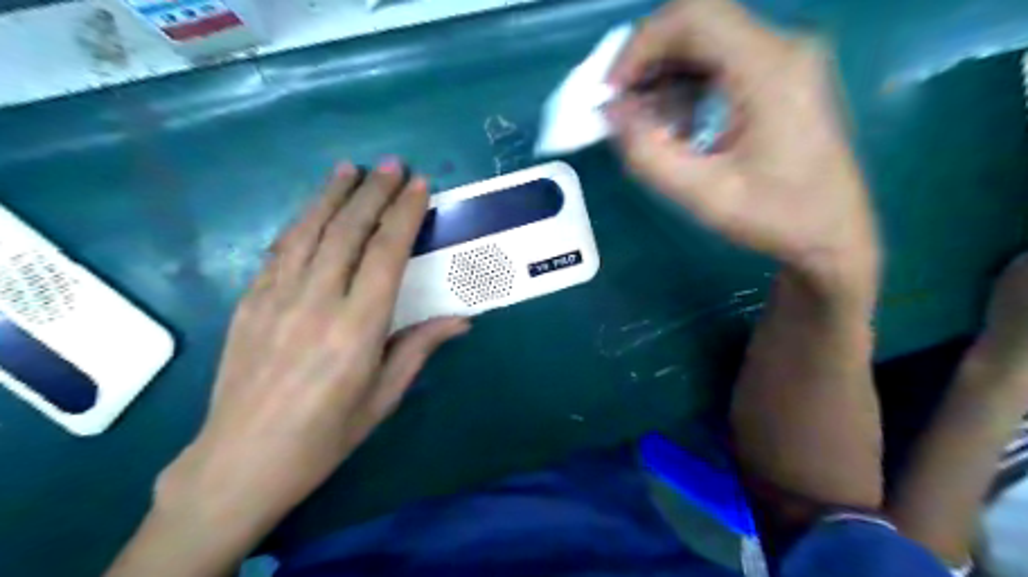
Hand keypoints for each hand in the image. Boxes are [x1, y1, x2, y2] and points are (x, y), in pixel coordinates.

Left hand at [158, 158, 467, 550]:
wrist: (241, 461)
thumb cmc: (326, 436)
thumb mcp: (383, 397)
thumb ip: (419, 348)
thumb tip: (461, 320)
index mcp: (357, 329)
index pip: (386, 254)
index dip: (404, 214)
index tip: (418, 186)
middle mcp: (317, 303)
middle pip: (348, 231)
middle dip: (373, 192)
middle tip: (392, 164)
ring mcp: (276, 298)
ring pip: (309, 231)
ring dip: (332, 195)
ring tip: (350, 169)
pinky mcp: (249, 303)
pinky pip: (279, 250)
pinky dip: (301, 222)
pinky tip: (313, 209)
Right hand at [603, 0, 878, 282]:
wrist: (833, 232)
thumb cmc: (775, 217)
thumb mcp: (703, 194)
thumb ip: (648, 154)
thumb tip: (612, 112)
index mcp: (769, 69)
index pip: (692, 18)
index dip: (640, 46)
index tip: (613, 92)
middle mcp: (782, 47)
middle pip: (698, 20)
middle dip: (648, 57)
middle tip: (623, 103)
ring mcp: (784, 58)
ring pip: (706, 38)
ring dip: (665, 72)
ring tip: (646, 120)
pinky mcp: (780, 74)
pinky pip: (720, 60)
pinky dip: (686, 83)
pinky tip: (677, 123)